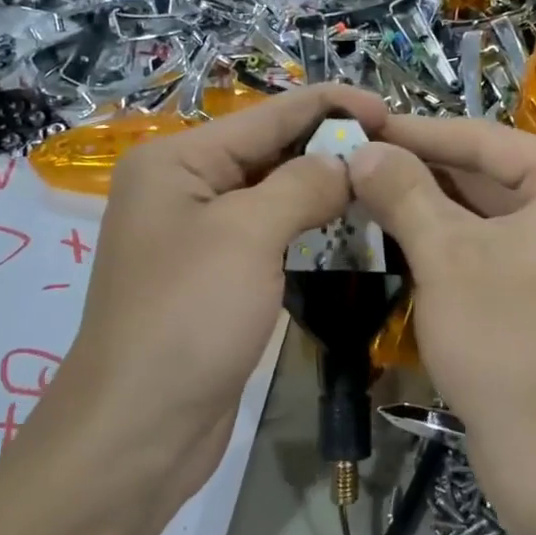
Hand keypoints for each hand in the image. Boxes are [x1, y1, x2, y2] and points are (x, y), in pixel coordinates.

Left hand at [38, 85, 387, 508]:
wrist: (139, 428)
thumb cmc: (189, 317)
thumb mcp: (248, 235)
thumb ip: (302, 185)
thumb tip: (346, 163)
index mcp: (176, 161)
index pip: (267, 115)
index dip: (330, 106)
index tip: (390, 111)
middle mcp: (182, 189)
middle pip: (268, 151)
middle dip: (328, 148)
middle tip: (396, 153)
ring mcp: (197, 237)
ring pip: (271, 196)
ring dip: (321, 190)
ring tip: (381, 186)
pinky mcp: (215, 279)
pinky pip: (267, 237)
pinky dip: (305, 229)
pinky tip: (346, 229)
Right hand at [346, 117, 535, 529]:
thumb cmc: (507, 342)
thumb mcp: (446, 255)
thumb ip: (403, 191)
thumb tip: (362, 149)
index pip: (488, 141)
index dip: (418, 132)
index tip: (363, 122)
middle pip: (492, 176)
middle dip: (422, 171)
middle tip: (358, 158)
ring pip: (492, 215)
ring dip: (431, 206)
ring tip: (368, 189)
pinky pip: (499, 249)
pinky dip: (453, 241)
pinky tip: (402, 232)